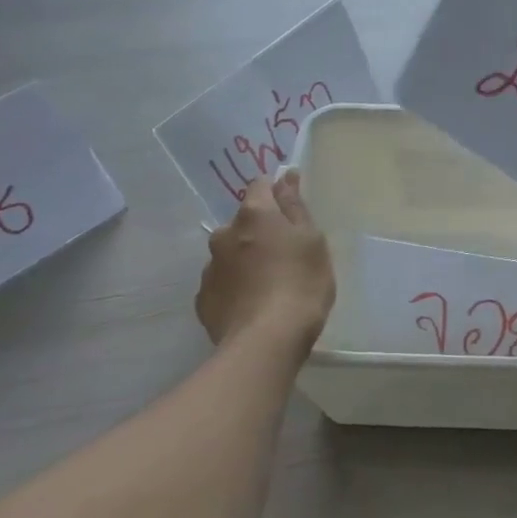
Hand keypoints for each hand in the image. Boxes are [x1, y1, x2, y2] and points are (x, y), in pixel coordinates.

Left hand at [194, 173, 334, 344]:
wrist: (266, 341)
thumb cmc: (301, 283)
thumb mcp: (313, 241)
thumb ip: (296, 208)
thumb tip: (287, 177)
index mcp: (255, 216)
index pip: (260, 186)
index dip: (275, 192)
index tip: (290, 208)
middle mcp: (224, 234)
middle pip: (243, 222)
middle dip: (259, 231)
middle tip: (284, 255)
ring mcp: (209, 268)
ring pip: (230, 253)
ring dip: (245, 260)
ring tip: (268, 285)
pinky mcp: (203, 299)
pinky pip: (222, 283)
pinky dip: (235, 287)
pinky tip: (252, 304)